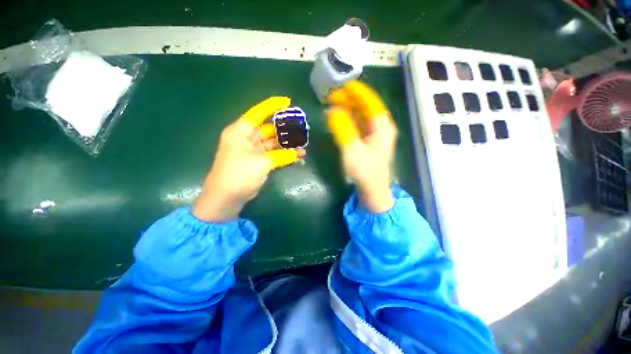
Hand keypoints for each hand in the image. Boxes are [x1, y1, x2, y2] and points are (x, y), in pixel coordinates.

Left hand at [192, 97, 305, 221]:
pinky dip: (284, 155)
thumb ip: (282, 155)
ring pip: (273, 143)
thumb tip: (297, 153)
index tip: (287, 102)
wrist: (227, 197)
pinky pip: (274, 154)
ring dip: (287, 144)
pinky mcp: (258, 162)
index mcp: (241, 131)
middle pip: (269, 129)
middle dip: (285, 129)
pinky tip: (298, 156)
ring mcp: (253, 151)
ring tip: (303, 144)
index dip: (272, 106)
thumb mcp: (262, 162)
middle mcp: (247, 138)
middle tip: (301, 128)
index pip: (258, 113)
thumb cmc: (240, 174)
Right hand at [326, 81, 396, 212]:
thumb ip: (342, 128)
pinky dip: (348, 121)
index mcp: (382, 126)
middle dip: (349, 100)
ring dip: (347, 110)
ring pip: (361, 116)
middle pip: (365, 107)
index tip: (344, 85)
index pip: (370, 102)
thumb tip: (332, 111)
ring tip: (331, 106)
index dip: (357, 92)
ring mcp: (375, 135)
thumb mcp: (351, 148)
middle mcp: (381, 127)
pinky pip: (358, 126)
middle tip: (332, 97)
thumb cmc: (364, 171)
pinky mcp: (368, 142)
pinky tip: (337, 120)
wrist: (372, 190)